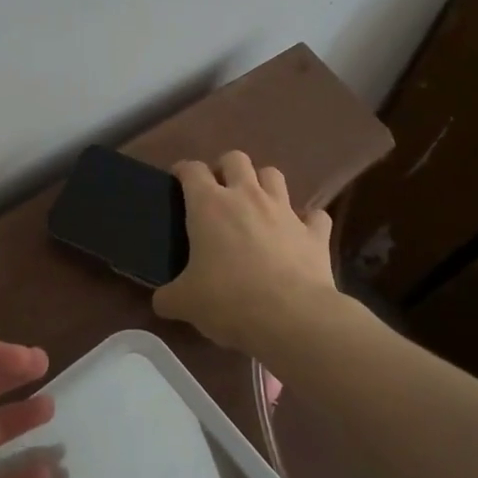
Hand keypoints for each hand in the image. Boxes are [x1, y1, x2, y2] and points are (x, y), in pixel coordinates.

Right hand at [153, 150, 339, 351]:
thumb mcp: (185, 303)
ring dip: (263, 184)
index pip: (192, 170)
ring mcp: (285, 211)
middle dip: (225, 168)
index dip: (183, 171)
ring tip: (256, 205)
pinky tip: (299, 234)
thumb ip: (168, 296)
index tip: (177, 181)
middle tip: (218, 192)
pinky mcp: (315, 233)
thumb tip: (162, 301)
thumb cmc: (229, 301)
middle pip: (236, 159)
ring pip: (274, 175)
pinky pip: (314, 216)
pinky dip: (307, 221)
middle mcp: (247, 196)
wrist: (291, 318)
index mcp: (209, 205)